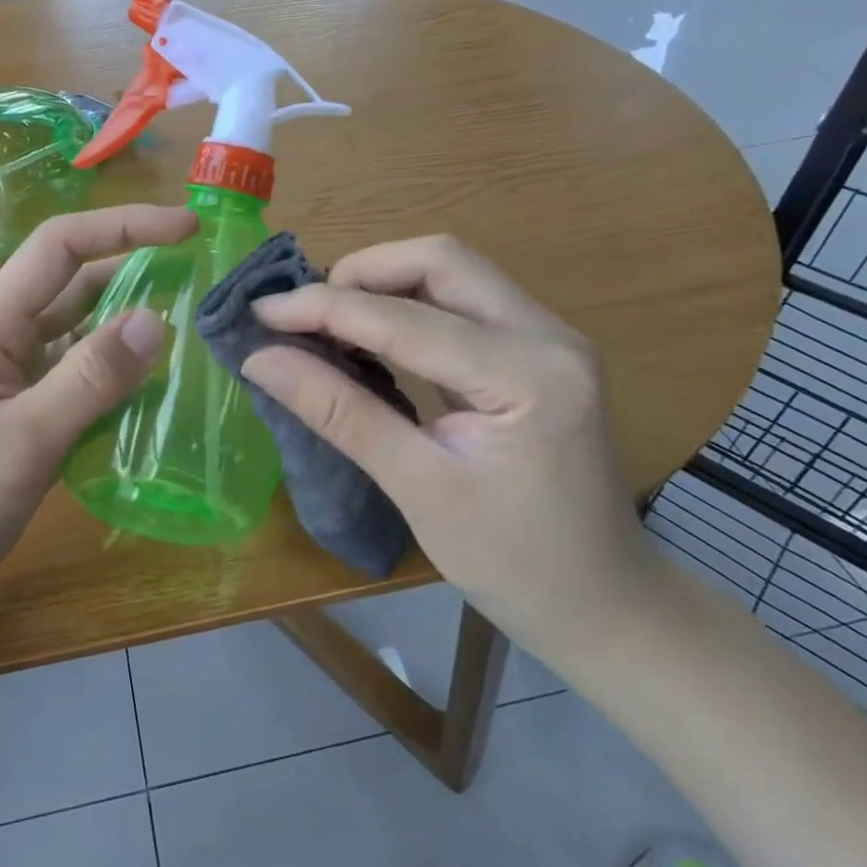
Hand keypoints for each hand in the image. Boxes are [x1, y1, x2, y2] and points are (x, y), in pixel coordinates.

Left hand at [0, 204, 194, 636]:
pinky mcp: (21, 425)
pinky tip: (154, 399)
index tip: (188, 227)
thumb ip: (87, 380)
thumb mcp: (18, 442)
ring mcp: (12, 386)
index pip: (60, 248)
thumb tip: (157, 318)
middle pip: (77, 288)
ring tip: (193, 338)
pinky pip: (78, 387)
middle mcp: (5, 345)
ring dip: (130, 332)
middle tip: (204, 284)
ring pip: (81, 340)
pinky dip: (115, 383)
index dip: (123, 225)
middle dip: (137, 273)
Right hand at [239, 236, 662, 661]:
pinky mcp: (538, 351)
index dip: (323, 307)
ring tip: (326, 322)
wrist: (605, 606)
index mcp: (528, 374)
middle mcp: (548, 335)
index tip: (260, 312)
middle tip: (302, 314)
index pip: (404, 317)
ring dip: (383, 285)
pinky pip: (462, 302)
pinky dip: (407, 307)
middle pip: (440, 261)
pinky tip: (371, 338)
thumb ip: (340, 413)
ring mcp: (549, 338)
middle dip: (361, 274)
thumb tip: (261, 359)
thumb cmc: (514, 563)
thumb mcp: (419, 489)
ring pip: (452, 273)